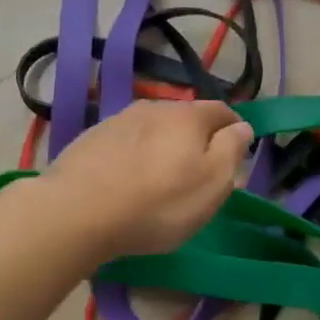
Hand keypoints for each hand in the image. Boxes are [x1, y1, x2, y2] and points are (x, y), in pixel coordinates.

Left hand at [43, 100, 252, 257]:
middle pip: (185, 118)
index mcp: (188, 116)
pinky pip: (125, 143)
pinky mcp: (90, 139)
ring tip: (161, 176)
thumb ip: (232, 150)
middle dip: (196, 139)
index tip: (237, 150)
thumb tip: (242, 126)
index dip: (234, 129)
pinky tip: (128, 179)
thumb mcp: (212, 184)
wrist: (76, 211)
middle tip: (199, 171)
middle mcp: (154, 107)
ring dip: (162, 146)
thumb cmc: (157, 203)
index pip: (222, 111)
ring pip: (153, 129)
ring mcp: (118, 120)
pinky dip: (134, 156)